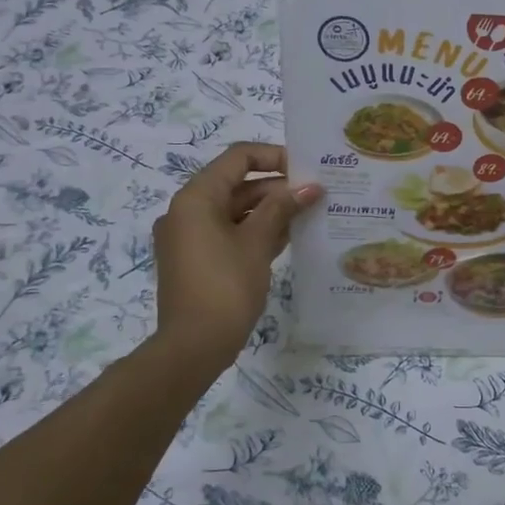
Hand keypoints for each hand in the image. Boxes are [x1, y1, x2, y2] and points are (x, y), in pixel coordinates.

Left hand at [153, 143, 321, 370]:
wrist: (194, 347)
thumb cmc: (225, 286)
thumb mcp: (257, 243)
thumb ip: (282, 208)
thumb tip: (310, 186)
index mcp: (196, 198)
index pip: (238, 158)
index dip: (274, 157)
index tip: (307, 169)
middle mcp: (188, 211)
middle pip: (237, 184)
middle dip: (277, 187)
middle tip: (316, 194)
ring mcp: (191, 237)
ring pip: (236, 211)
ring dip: (271, 210)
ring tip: (310, 213)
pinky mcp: (199, 260)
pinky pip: (230, 233)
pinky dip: (257, 231)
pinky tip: (291, 235)